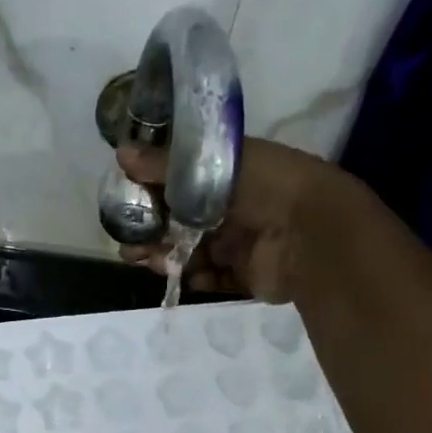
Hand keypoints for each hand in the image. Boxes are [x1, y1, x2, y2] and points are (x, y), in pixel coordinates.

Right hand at [115, 138, 369, 301]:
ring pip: (194, 252)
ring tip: (143, 259)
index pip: (184, 182)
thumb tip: (121, 154)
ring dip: (167, 256)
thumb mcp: (214, 165)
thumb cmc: (266, 186)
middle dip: (154, 231)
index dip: (154, 192)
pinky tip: (177, 276)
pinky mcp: (246, 275)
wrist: (310, 232)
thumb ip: (167, 165)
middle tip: (128, 242)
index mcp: (231, 173)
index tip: (127, 201)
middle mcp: (235, 207)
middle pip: (184, 222)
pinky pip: (213, 278)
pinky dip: (193, 278)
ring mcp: (241, 243)